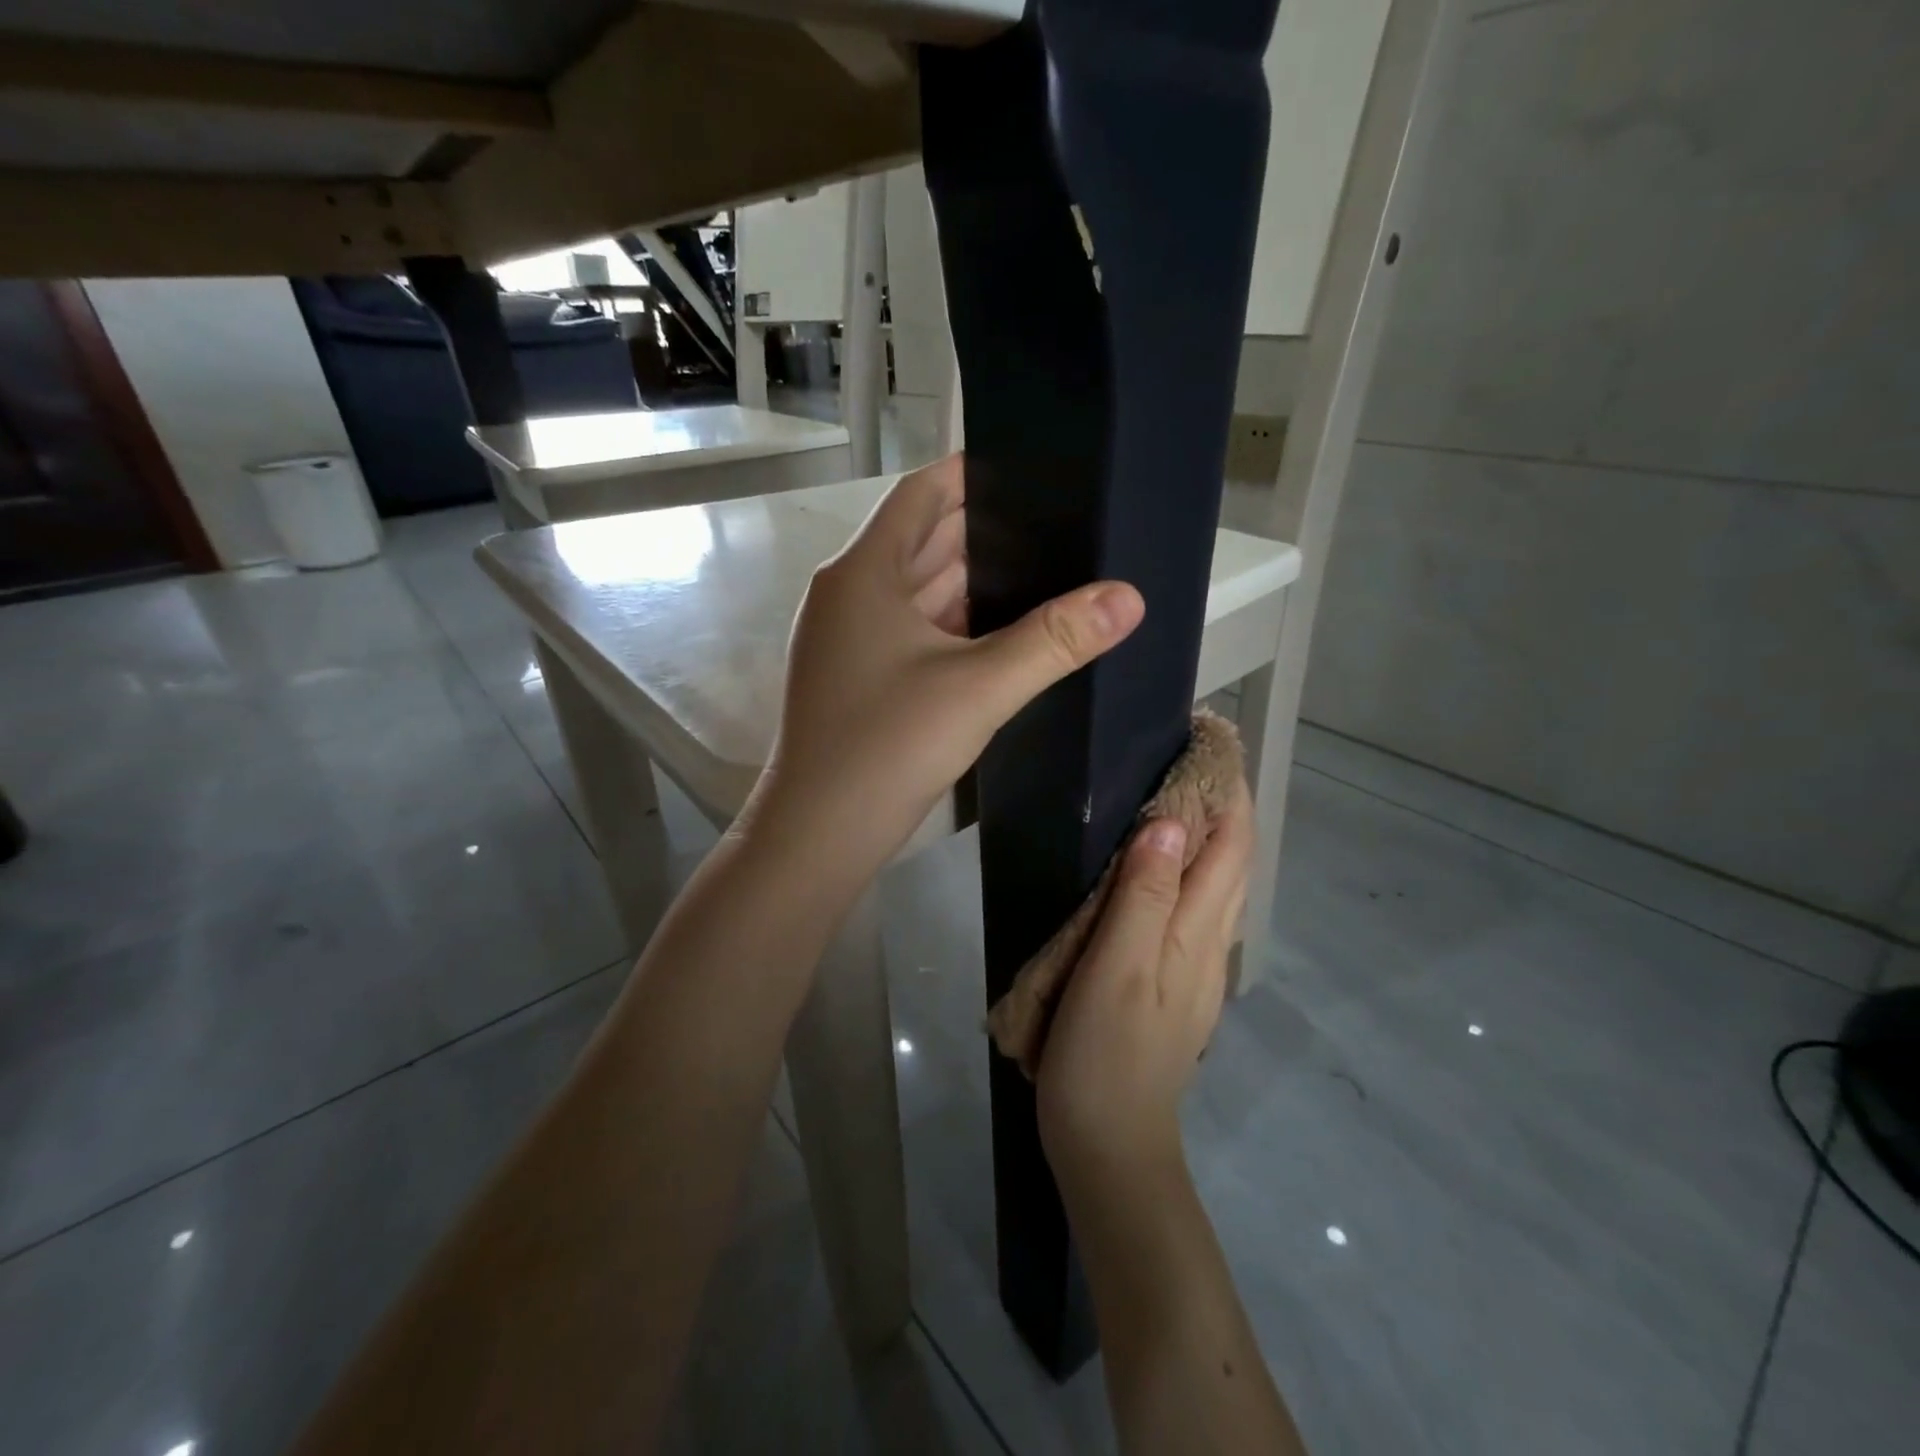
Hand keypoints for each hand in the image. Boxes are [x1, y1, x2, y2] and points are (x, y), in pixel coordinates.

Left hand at [747, 454, 1143, 891]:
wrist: (818, 834)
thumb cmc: (888, 747)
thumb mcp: (979, 688)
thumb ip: (1055, 640)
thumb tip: (1130, 597)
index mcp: (864, 573)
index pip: (921, 495)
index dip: (971, 475)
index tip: (1031, 469)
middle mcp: (849, 595)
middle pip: (922, 541)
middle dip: (985, 532)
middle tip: (1058, 524)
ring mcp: (849, 640)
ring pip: (919, 592)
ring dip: (972, 583)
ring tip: (1045, 572)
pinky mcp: (857, 678)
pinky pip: (912, 631)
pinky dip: (953, 625)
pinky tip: (1001, 634)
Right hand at [1036, 777, 1252, 1191]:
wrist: (1109, 1142)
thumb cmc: (1104, 1053)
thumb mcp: (1117, 969)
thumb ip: (1143, 896)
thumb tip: (1170, 824)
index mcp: (1196, 933)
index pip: (1230, 845)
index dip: (1228, 790)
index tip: (1210, 741)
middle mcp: (1208, 943)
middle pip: (1232, 859)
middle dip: (1223, 802)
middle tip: (1186, 755)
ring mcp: (1195, 966)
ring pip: (1216, 883)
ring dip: (1207, 833)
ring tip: (1173, 793)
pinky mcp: (1175, 982)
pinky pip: (1192, 907)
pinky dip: (1187, 868)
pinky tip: (1156, 864)